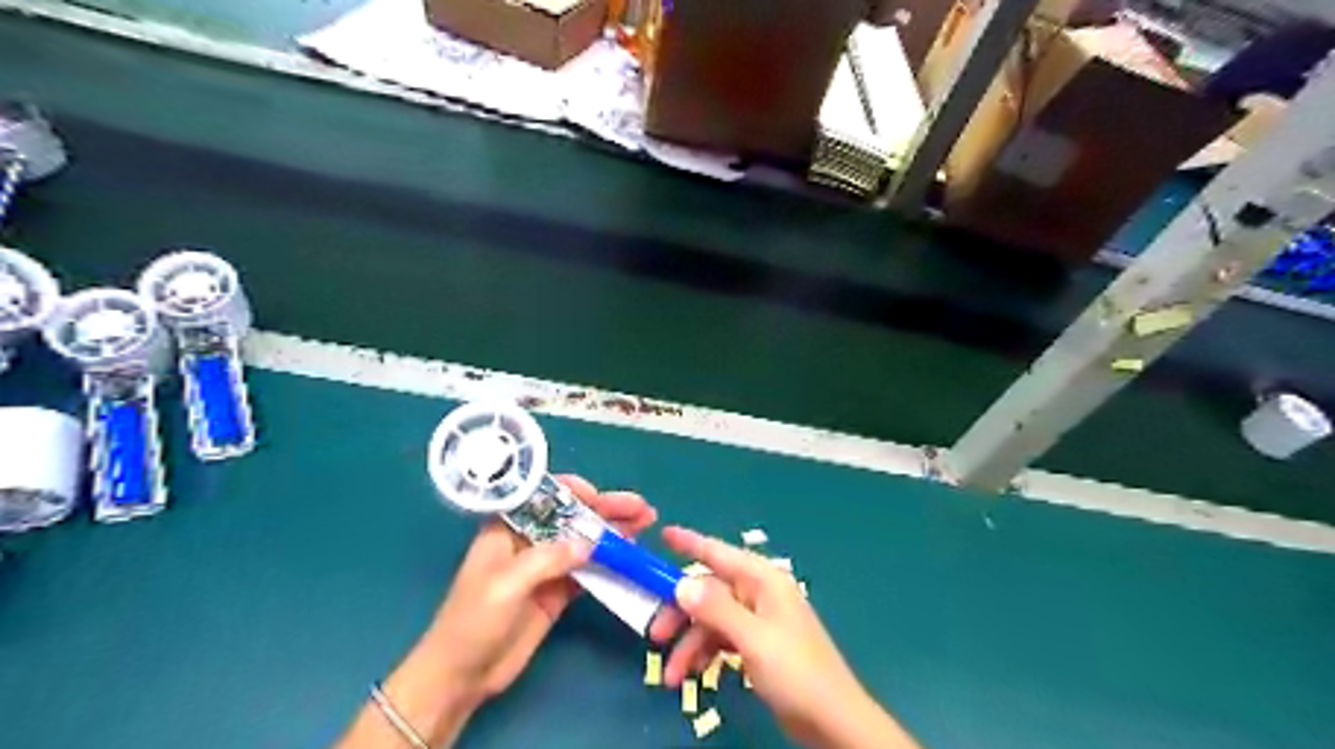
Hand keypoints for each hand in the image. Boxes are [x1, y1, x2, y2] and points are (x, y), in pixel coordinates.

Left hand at [340, 478, 657, 746]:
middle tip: (641, 508)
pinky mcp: (558, 592)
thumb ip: (548, 559)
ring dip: (615, 532)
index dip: (573, 491)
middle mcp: (531, 541)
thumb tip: (591, 542)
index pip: (543, 497)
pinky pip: (589, 570)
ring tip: (646, 523)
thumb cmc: (472, 621)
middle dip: (606, 509)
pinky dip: (610, 562)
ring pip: (586, 541)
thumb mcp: (506, 584)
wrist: (462, 676)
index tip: (599, 497)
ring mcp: (547, 567)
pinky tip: (631, 555)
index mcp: (508, 529)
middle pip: (573, 517)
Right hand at [657, 525, 918, 747]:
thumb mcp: (752, 638)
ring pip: (712, 620)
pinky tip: (694, 674)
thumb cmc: (795, 671)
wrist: (832, 720)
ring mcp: (759, 620)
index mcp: (763, 581)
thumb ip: (716, 609)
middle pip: (709, 592)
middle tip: (655, 636)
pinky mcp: (758, 645)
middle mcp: (759, 594)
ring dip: (690, 644)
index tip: (663, 534)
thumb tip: (681, 583)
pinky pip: (722, 639)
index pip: (719, 553)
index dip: (690, 543)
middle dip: (680, 613)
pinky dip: (705, 653)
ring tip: (672, 676)